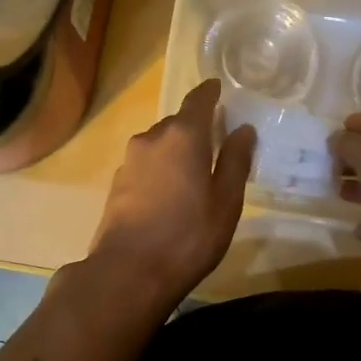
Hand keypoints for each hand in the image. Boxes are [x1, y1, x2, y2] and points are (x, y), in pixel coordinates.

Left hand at [86, 78, 255, 307]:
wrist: (128, 272)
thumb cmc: (188, 236)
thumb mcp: (225, 202)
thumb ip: (235, 161)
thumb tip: (243, 129)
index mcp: (183, 135)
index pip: (198, 100)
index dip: (210, 92)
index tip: (219, 88)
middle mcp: (152, 138)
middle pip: (178, 123)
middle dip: (196, 128)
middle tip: (216, 143)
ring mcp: (130, 161)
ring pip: (159, 145)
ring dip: (176, 151)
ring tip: (194, 173)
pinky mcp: (117, 184)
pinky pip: (146, 165)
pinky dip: (161, 169)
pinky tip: (170, 194)